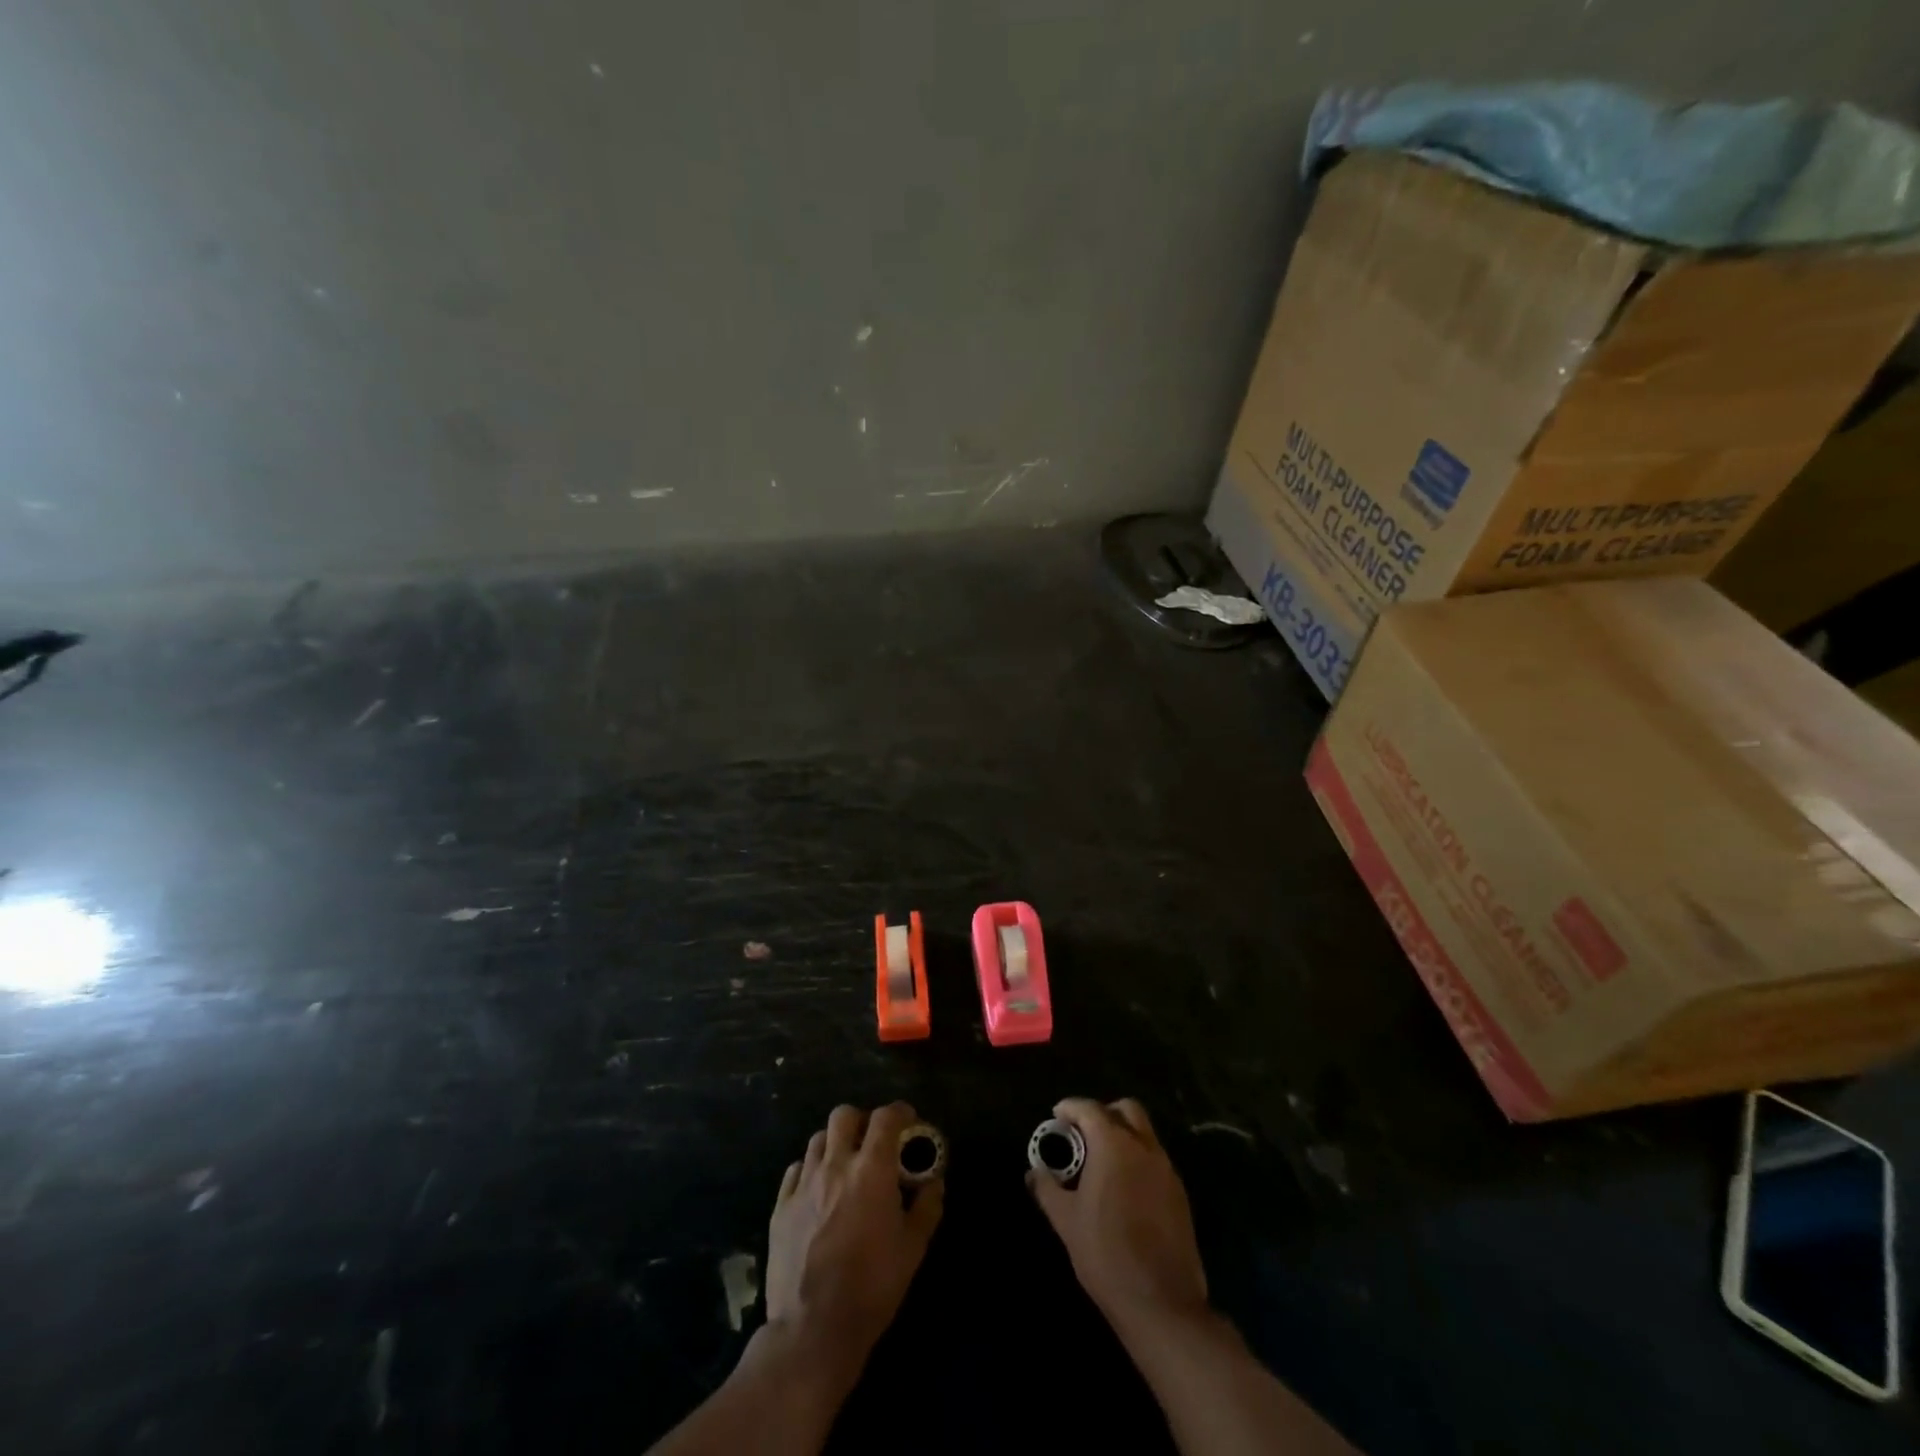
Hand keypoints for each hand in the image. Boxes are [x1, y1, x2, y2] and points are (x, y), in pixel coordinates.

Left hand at [765, 1102, 943, 1389]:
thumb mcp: (913, 1249)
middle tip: (873, 1141)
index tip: (909, 1121)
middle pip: (844, 1115)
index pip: (886, 1118)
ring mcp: (804, 1184)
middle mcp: (835, 1165)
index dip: (900, 1112)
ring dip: (835, 1143)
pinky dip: (810, 1170)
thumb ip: (927, 1207)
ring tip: (845, 1165)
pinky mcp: (780, 1206)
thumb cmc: (872, 1288)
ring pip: (818, 1139)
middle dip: (862, 1121)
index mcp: (871, 1170)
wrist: (812, 1330)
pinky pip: (795, 1170)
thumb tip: (934, 1182)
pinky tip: (817, 1189)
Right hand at [1028, 1097, 1209, 1339]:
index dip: (1071, 1107)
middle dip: (1103, 1113)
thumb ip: (1047, 1188)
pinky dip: (1138, 1159)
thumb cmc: (1105, 1253)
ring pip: (1144, 1133)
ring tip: (1101, 1162)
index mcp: (1114, 1145)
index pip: (1090, 1109)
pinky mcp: (1180, 1193)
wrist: (1161, 1302)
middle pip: (1126, 1109)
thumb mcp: (1066, 1220)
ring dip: (1123, 1135)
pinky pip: (1156, 1160)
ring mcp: (1166, 1169)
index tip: (1057, 1116)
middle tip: (1083, 1133)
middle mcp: (1144, 1147)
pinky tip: (1124, 1187)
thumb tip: (1033, 1171)